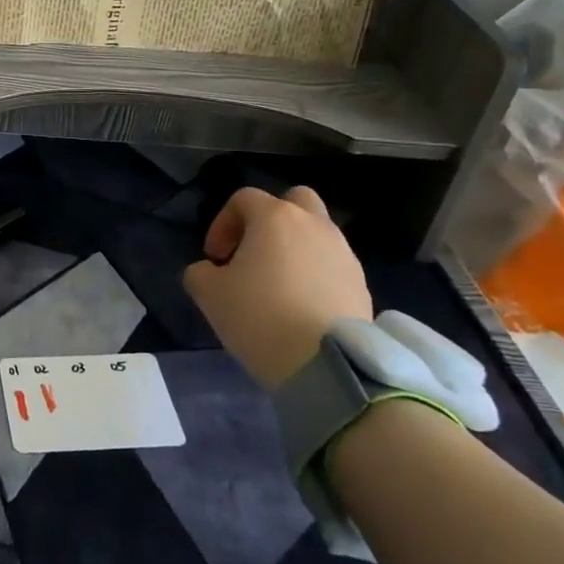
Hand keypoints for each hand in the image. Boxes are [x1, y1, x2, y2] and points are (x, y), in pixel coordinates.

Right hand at [183, 186, 371, 389]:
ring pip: (317, 234)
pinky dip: (316, 276)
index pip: (243, 199)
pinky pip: (332, 266)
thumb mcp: (208, 293)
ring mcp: (344, 254)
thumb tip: (210, 271)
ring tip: (278, 286)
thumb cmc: (260, 315)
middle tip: (254, 251)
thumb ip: (200, 272)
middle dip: (271, 219)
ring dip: (296, 249)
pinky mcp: (362, 285)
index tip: (214, 258)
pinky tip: (301, 307)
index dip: (222, 223)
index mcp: (275, 218)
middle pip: (294, 200)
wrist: (327, 364)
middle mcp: (314, 226)